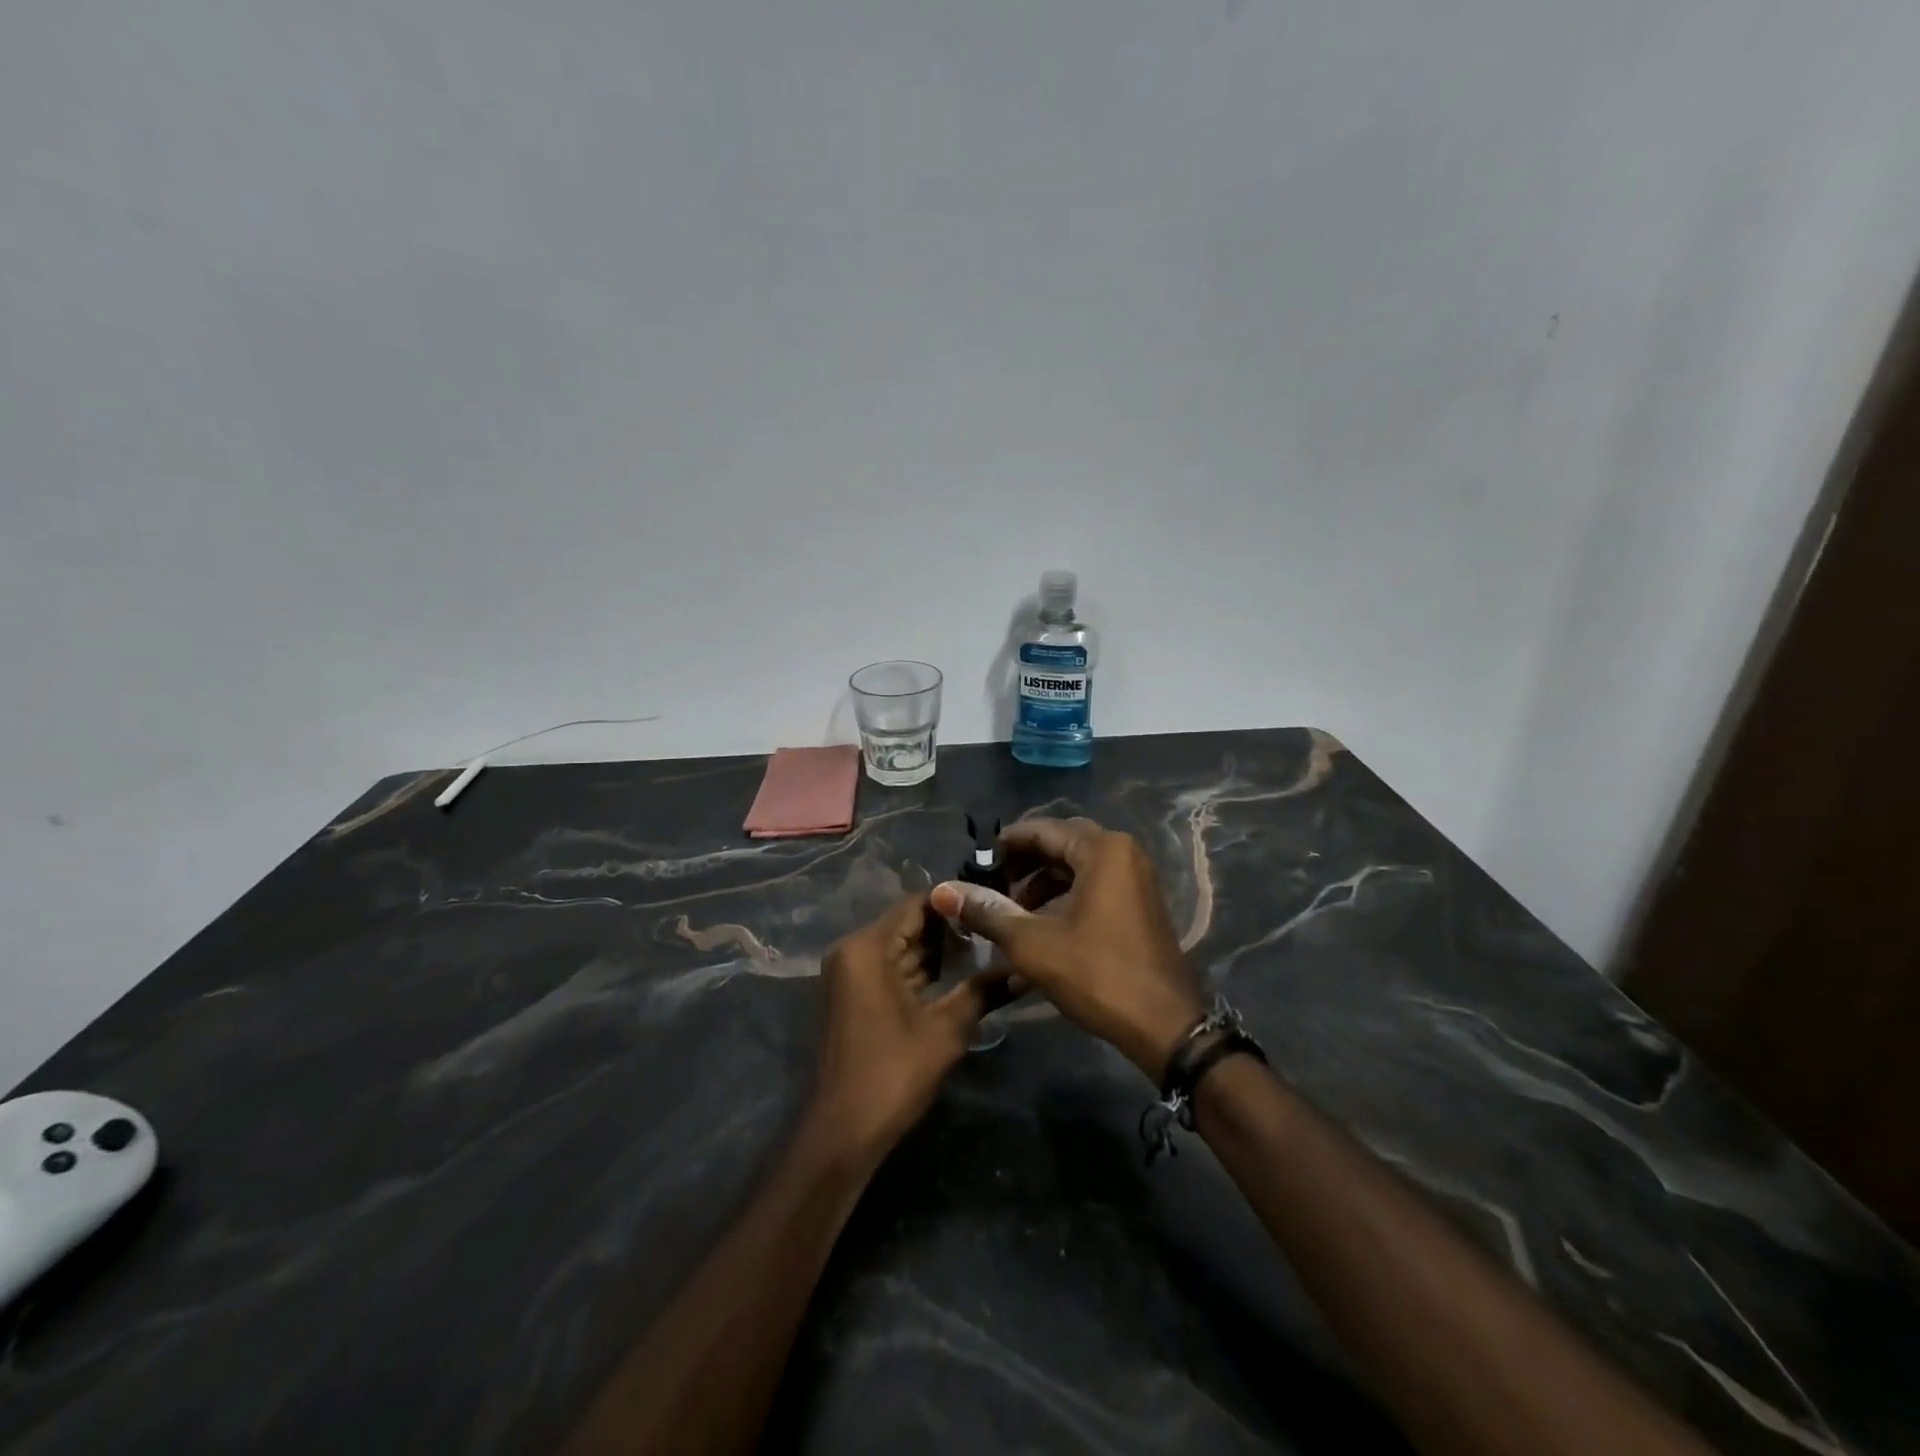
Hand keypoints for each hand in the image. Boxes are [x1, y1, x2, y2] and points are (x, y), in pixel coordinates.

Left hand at [808, 896, 1003, 1163]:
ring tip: (986, 949)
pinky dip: (920, 970)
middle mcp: (853, 950)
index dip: (954, 904)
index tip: (992, 907)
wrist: (843, 1131)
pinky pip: (891, 967)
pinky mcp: (854, 995)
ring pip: (901, 946)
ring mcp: (850, 973)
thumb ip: (984, 991)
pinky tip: (957, 975)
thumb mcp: (946, 1029)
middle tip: (995, 929)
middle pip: (908, 924)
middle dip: (950, 928)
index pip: (916, 905)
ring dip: (938, 950)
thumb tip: (1025, 970)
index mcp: (867, 948)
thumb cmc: (893, 1073)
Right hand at [931, 817, 1205, 1082]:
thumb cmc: (1097, 974)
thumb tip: (944, 891)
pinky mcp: (1139, 904)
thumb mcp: (1033, 943)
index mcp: (1102, 850)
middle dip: (1023, 865)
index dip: (1005, 845)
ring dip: (1041, 886)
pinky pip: (1094, 887)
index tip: (975, 863)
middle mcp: (1123, 853)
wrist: (1165, 1026)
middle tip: (992, 886)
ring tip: (1011, 914)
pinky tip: (1039, 931)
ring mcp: (1136, 879)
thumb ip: (988, 912)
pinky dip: (1064, 901)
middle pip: (1060, 846)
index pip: (1042, 830)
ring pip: (1076, 869)